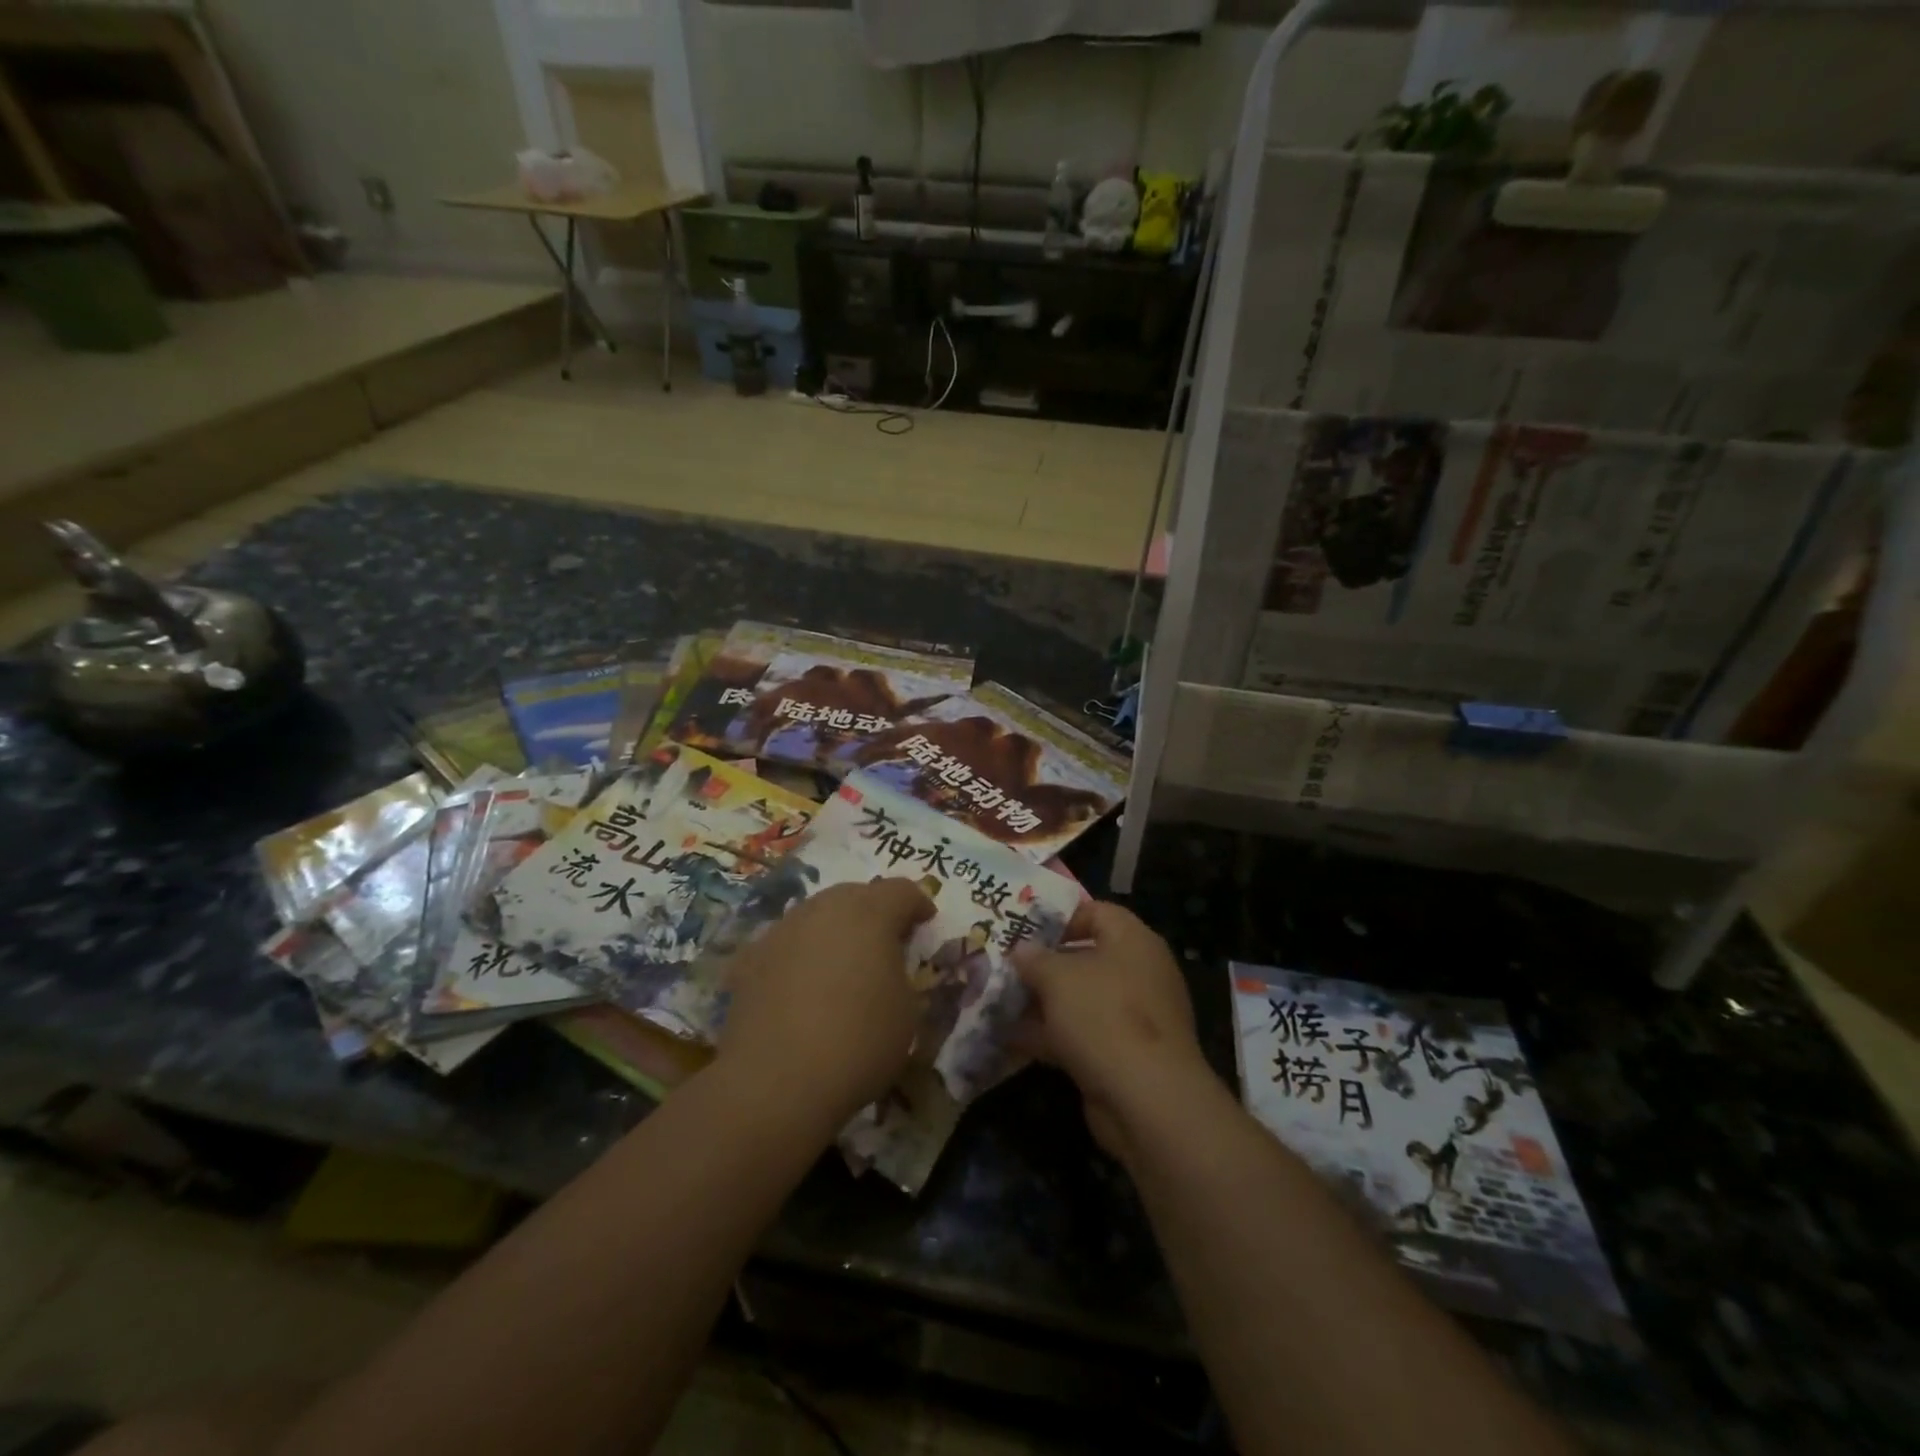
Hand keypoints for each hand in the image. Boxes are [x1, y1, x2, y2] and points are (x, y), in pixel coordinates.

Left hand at [718, 878, 933, 1128]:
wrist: (777, 1081)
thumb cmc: (859, 1041)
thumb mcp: (907, 1010)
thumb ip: (901, 972)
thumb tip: (886, 966)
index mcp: (870, 913)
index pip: (901, 891)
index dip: (917, 904)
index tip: (925, 922)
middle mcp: (823, 909)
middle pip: (855, 895)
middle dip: (874, 911)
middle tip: (885, 941)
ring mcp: (782, 930)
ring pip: (816, 916)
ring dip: (833, 931)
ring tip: (841, 964)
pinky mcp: (750, 959)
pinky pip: (785, 945)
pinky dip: (798, 956)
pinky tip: (800, 986)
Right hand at [1012, 901, 1213, 1162]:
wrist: (1147, 1099)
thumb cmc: (1103, 1016)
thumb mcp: (1058, 978)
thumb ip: (1034, 959)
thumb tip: (1021, 950)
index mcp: (1133, 940)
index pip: (1095, 911)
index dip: (1058, 918)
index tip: (1023, 931)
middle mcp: (1138, 972)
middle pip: (1085, 957)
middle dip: (1043, 965)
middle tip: (1004, 967)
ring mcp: (1134, 1016)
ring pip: (1080, 999)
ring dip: (1042, 1002)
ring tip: (998, 1002)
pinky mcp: (1125, 1054)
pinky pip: (1082, 1033)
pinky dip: (1051, 1035)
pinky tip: (1011, 1039)